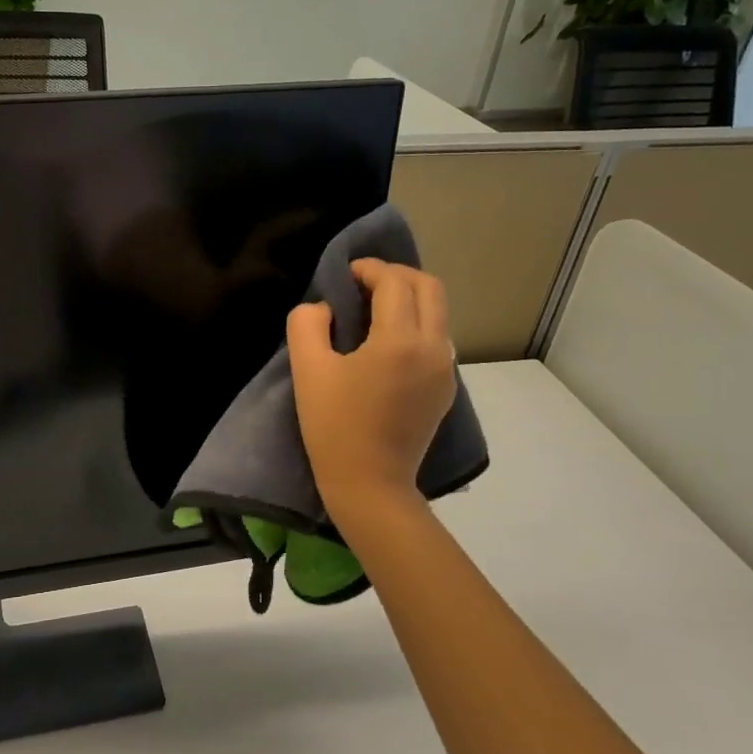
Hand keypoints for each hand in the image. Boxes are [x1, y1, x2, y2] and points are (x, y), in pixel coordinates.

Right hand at [286, 260, 457, 525]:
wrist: (369, 484)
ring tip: (373, 309)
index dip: (369, 268)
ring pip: (438, 313)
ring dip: (409, 298)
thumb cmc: (334, 426)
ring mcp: (445, 370)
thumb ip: (307, 323)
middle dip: (397, 275)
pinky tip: (386, 343)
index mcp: (400, 341)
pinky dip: (415, 324)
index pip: (395, 282)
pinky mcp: (445, 389)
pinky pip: (437, 339)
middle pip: (430, 287)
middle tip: (363, 283)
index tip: (345, 274)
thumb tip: (324, 308)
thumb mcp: (307, 369)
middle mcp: (434, 349)